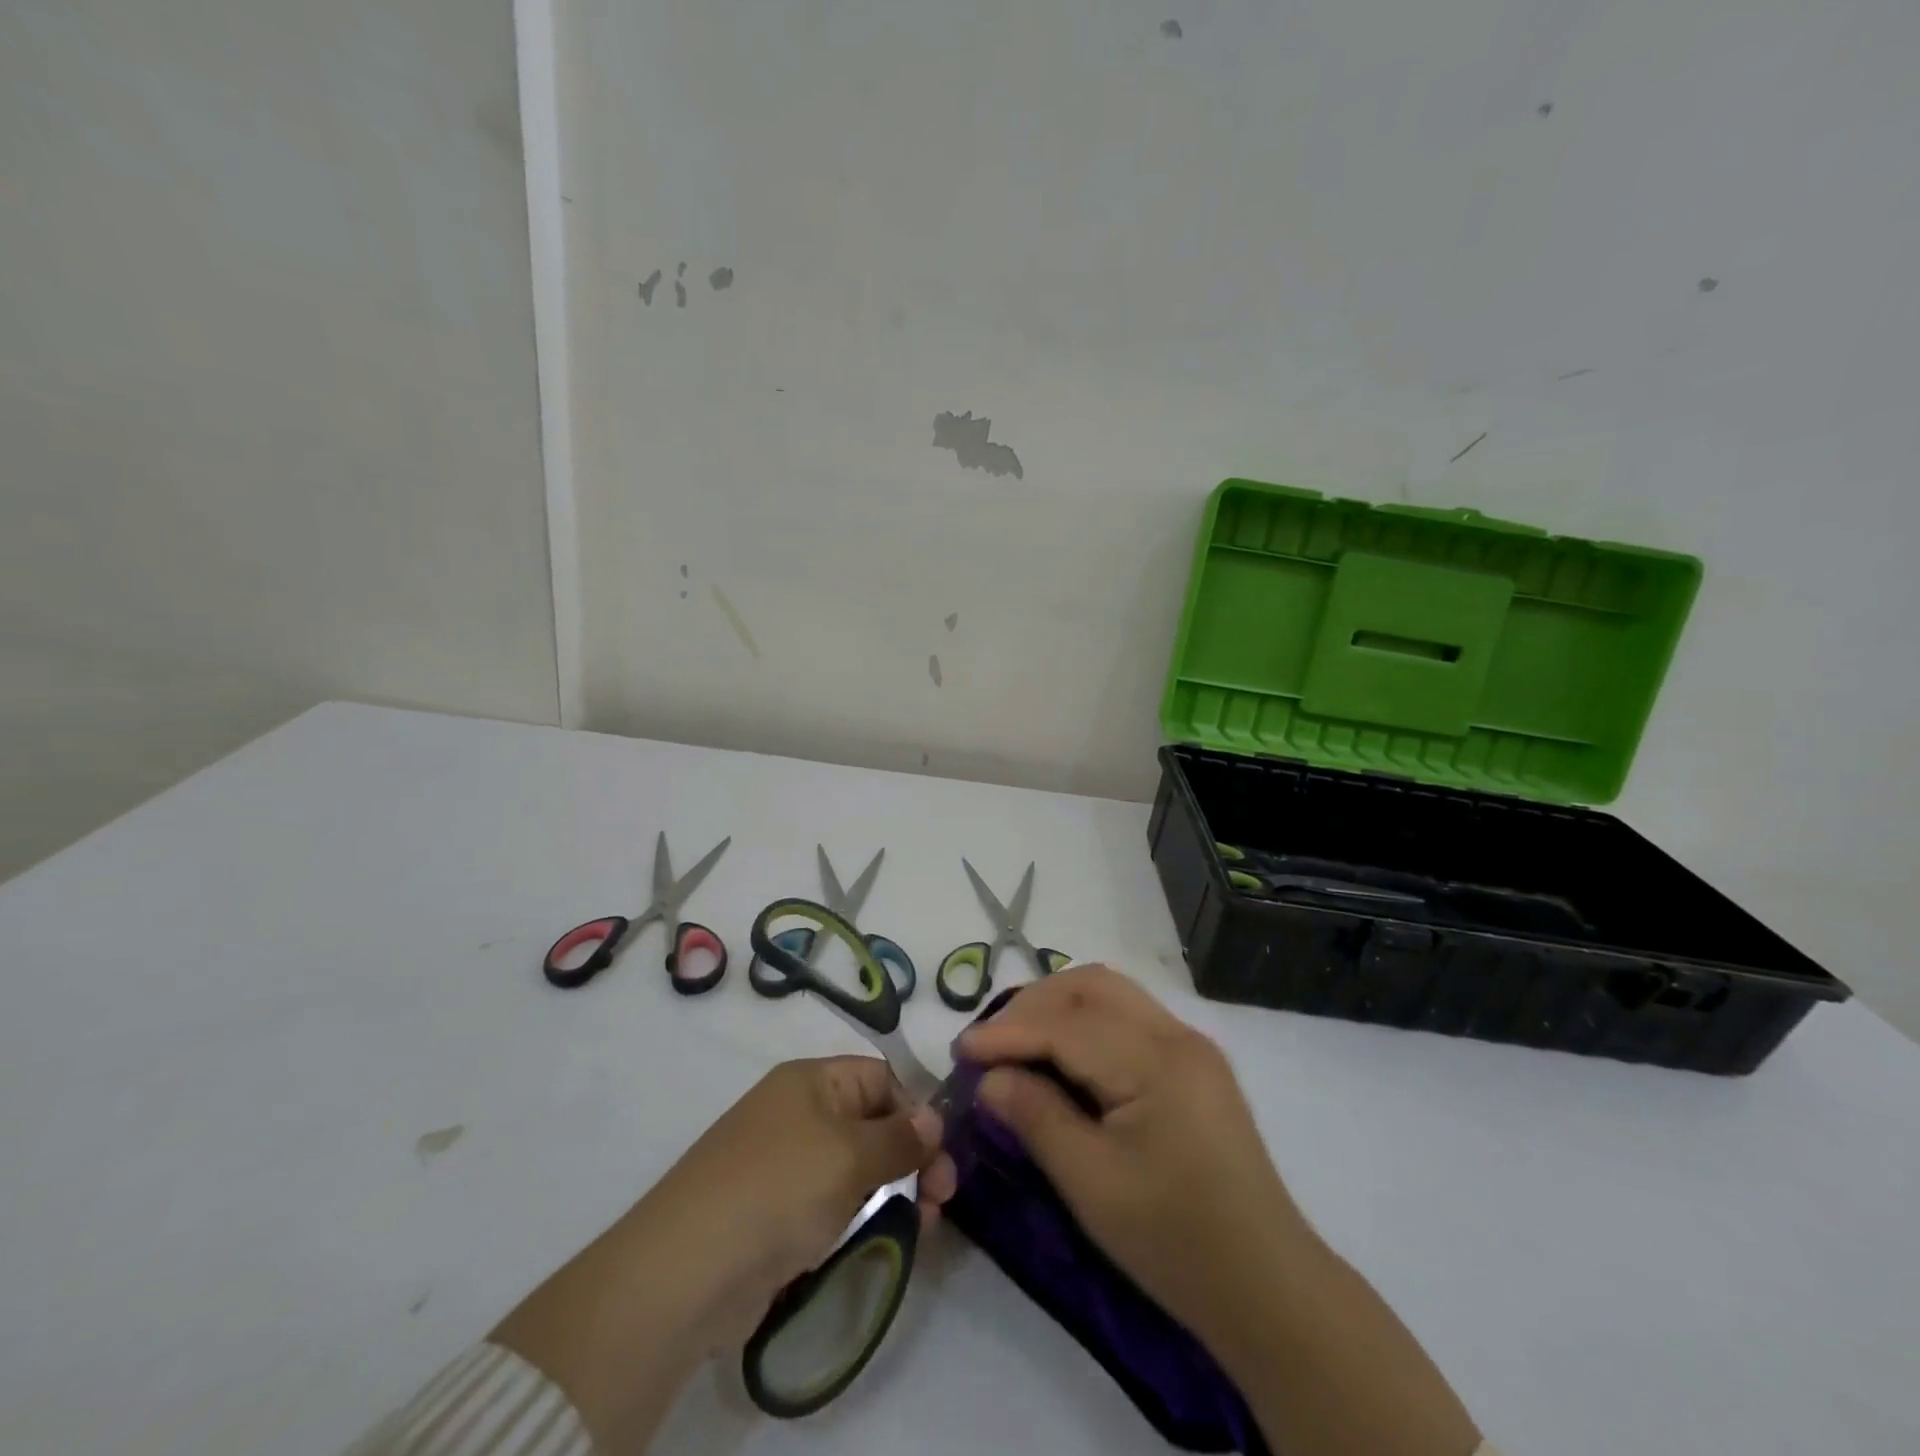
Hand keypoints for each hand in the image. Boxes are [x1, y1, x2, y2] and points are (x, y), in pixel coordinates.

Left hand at [493, 1056, 954, 1451]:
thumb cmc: (779, 1189)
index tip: (940, 1154)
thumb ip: (900, 1138)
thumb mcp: (850, 1155)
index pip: (880, 1077)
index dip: (914, 1110)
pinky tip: (882, 1239)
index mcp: (812, 1081)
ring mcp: (785, 1164)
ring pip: (856, 1167)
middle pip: (872, 1122)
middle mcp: (798, 1113)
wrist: (687, 1269)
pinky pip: (832, 1203)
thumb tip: (934, 1119)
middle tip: (943, 1199)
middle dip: (911, 1156)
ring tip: (921, 1226)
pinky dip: (860, 1216)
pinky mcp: (776, 1213)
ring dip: (893, 1190)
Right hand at [955, 965, 1303, 1344]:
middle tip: (990, 1041)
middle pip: (1091, 987)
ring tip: (1018, 1039)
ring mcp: (1190, 1044)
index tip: (961, 1050)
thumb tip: (990, 1077)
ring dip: (1059, 1004)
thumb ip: (1037, 1118)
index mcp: (1156, 1062)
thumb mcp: (1092, 1185)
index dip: (1008, 1032)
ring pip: (1111, 992)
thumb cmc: (1174, 1241)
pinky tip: (1063, 1050)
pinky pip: (1129, 1015)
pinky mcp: (1193, 1062)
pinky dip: (1086, 1019)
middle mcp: (1176, 1035)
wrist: (1267, 1285)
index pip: (1066, 1025)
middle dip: (1033, 1004)